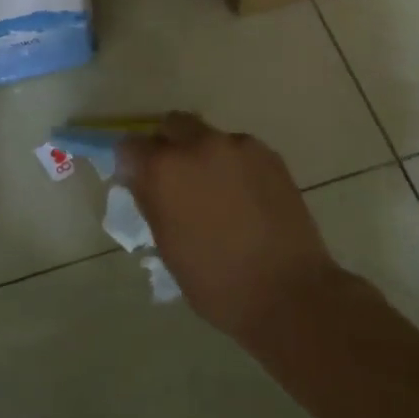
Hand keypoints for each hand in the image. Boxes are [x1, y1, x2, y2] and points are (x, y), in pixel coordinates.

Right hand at [120, 113, 343, 343]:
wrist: (288, 292)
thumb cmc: (216, 282)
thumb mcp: (168, 246)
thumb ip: (151, 201)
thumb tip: (140, 178)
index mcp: (165, 169)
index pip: (130, 146)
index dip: (132, 163)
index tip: (139, 181)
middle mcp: (199, 145)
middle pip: (172, 125)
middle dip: (168, 145)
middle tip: (176, 179)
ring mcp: (237, 145)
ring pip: (208, 136)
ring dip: (203, 155)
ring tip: (217, 192)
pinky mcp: (268, 154)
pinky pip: (239, 149)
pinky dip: (233, 165)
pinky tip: (245, 197)